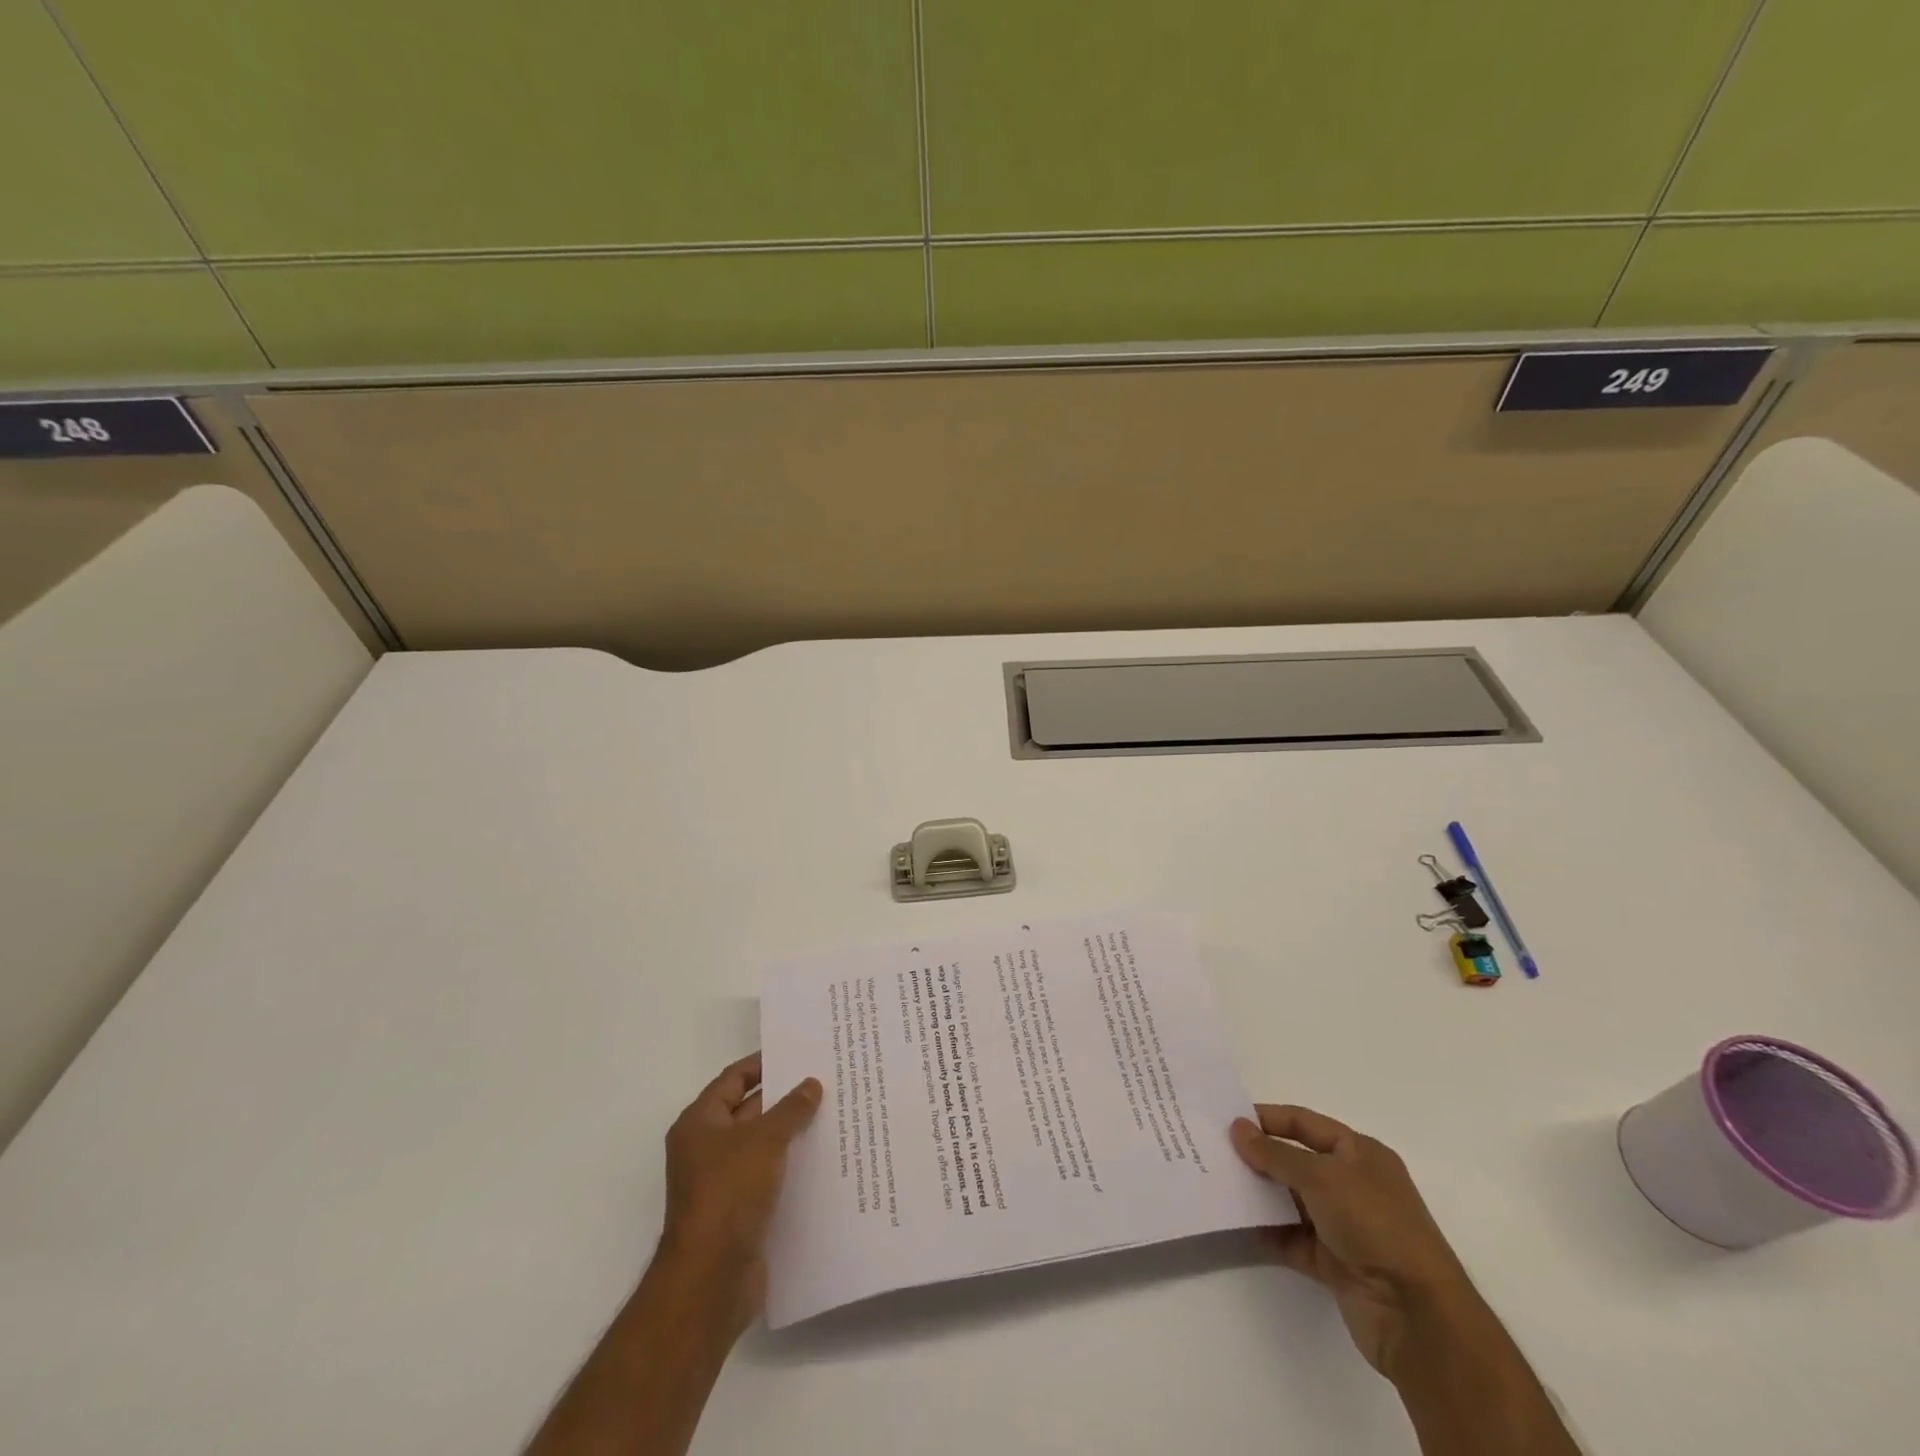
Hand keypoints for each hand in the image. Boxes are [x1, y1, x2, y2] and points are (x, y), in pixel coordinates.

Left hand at [659, 1052, 821, 1334]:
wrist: (711, 1279)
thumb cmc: (729, 1193)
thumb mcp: (764, 1140)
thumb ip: (790, 1109)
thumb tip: (811, 1084)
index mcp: (700, 1123)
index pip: (733, 1079)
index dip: (763, 1064)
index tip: (799, 1053)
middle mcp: (706, 1149)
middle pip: (749, 1111)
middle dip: (785, 1099)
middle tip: (826, 1081)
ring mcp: (722, 1183)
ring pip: (762, 1146)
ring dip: (792, 1134)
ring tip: (834, 1115)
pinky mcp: (740, 1213)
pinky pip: (769, 1178)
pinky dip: (791, 1167)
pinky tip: (825, 1160)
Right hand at [1231, 1105, 1469, 1377]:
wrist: (1416, 1315)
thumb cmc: (1374, 1224)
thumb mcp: (1321, 1177)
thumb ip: (1274, 1153)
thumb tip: (1237, 1129)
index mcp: (1360, 1154)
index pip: (1305, 1123)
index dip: (1268, 1119)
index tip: (1228, 1119)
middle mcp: (1354, 1185)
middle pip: (1297, 1161)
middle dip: (1260, 1156)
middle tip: (1216, 1150)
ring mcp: (1345, 1226)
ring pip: (1292, 1200)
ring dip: (1261, 1194)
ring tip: (1219, 1184)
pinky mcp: (1336, 1263)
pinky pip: (1294, 1240)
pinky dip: (1269, 1233)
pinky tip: (1238, 1226)